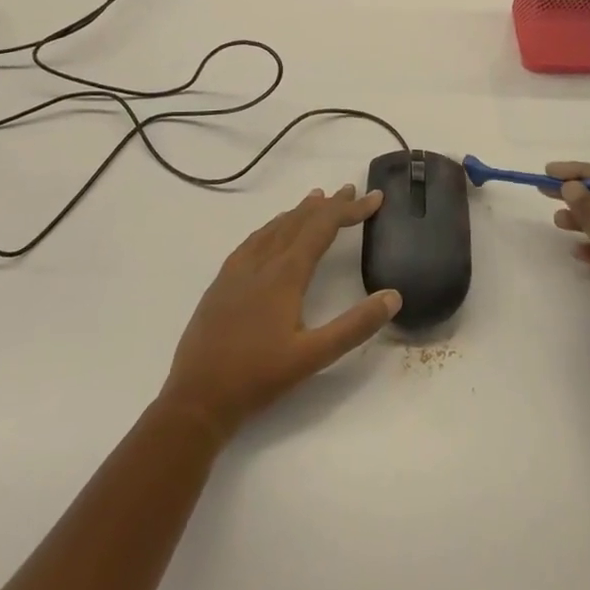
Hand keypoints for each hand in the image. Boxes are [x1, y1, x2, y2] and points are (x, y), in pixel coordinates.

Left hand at [159, 184, 401, 439]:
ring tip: (316, 200)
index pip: (323, 228)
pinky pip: (252, 241)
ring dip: (299, 212)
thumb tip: (392, 296)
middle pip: (299, 221)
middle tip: (351, 190)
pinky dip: (272, 227)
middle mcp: (261, 262)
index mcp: (285, 274)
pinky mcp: (222, 282)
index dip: (350, 210)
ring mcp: (237, 270)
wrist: (196, 398)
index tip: (375, 197)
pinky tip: (271, 233)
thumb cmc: (258, 378)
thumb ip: (354, 326)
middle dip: (328, 205)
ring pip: (274, 228)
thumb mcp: (313, 356)